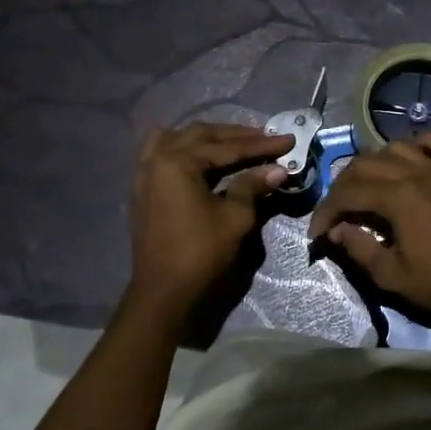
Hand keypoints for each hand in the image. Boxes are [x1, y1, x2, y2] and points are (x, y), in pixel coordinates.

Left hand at [128, 122, 293, 318]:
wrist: (164, 292)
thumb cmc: (201, 253)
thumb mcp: (235, 218)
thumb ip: (253, 186)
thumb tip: (278, 169)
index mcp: (177, 162)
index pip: (227, 148)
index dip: (261, 145)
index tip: (288, 140)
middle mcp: (156, 159)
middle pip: (201, 136)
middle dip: (236, 136)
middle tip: (266, 137)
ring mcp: (144, 174)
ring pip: (178, 139)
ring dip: (207, 137)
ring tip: (233, 141)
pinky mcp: (142, 189)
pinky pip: (161, 153)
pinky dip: (183, 148)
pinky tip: (198, 154)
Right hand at [309, 136, 430, 321]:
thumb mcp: (391, 275)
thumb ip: (358, 248)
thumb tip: (337, 230)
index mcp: (398, 197)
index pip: (348, 193)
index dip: (326, 211)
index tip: (317, 233)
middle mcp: (417, 173)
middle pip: (366, 164)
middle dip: (343, 186)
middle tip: (336, 213)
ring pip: (397, 148)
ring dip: (374, 163)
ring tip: (366, 186)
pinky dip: (423, 145)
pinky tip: (413, 155)